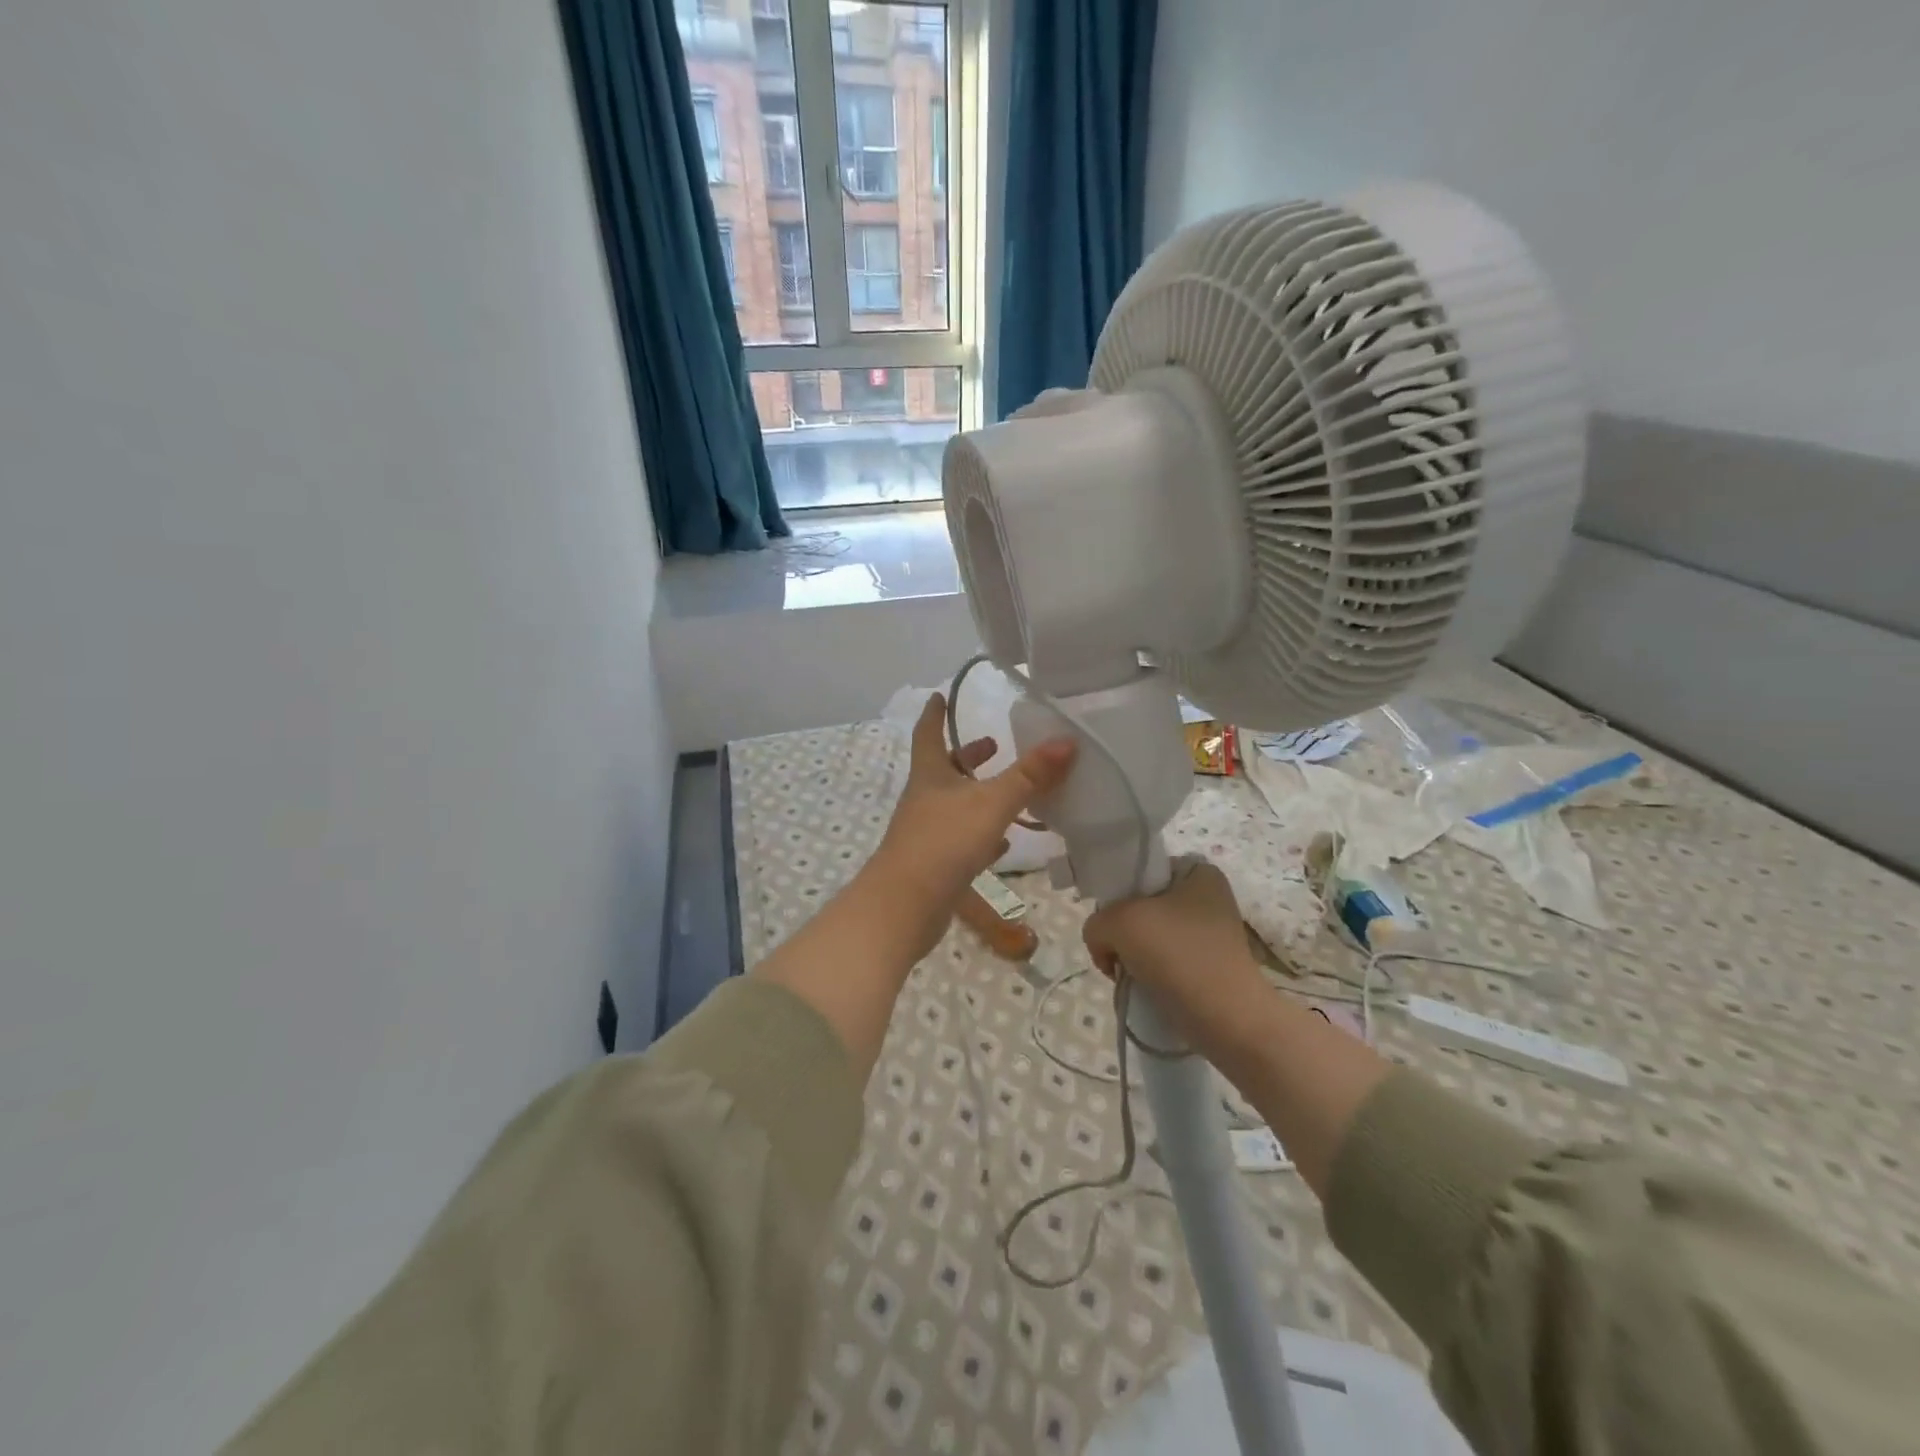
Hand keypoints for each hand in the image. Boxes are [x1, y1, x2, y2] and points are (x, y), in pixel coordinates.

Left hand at [870, 693, 1075, 951]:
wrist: (904, 906)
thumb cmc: (944, 842)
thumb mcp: (992, 803)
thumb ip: (1029, 775)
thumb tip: (1066, 741)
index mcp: (930, 775)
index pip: (929, 733)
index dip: (935, 714)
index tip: (940, 696)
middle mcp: (924, 799)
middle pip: (944, 769)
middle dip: (968, 756)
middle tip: (993, 745)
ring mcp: (926, 833)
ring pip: (955, 805)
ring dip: (978, 795)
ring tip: (1008, 791)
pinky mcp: (933, 864)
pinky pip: (961, 841)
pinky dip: (982, 835)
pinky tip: (1003, 843)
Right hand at [1081, 860, 1271, 1056]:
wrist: (1228, 1021)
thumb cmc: (1178, 956)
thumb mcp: (1119, 923)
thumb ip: (1096, 923)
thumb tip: (1104, 946)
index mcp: (1198, 873)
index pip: (1142, 872)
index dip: (1119, 895)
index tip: (1112, 922)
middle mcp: (1209, 899)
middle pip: (1142, 907)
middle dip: (1122, 933)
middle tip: (1118, 955)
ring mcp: (1211, 936)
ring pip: (1150, 938)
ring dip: (1132, 957)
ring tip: (1130, 977)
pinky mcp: (1209, 969)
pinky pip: (1165, 963)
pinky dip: (1149, 975)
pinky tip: (1144, 989)